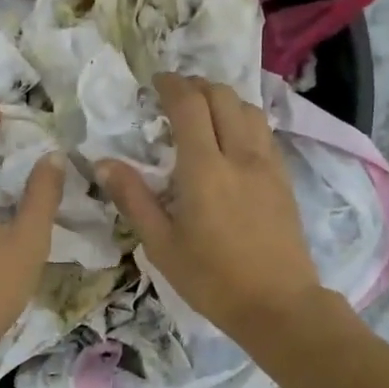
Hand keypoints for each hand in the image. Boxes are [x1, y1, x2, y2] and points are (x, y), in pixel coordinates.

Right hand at [97, 74, 326, 344]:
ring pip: (249, 109)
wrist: (278, 305)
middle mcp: (240, 155)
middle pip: (223, 97)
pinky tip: (232, 141)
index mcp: (205, 169)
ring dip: (224, 100)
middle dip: (197, 86)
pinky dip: (243, 120)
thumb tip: (104, 163)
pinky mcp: (284, 179)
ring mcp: (268, 165)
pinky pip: (264, 132)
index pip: (189, 105)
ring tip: (203, 113)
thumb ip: (133, 199)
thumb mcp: (161, 245)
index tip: (156, 83)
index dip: (171, 85)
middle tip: (174, 96)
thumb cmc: (212, 279)